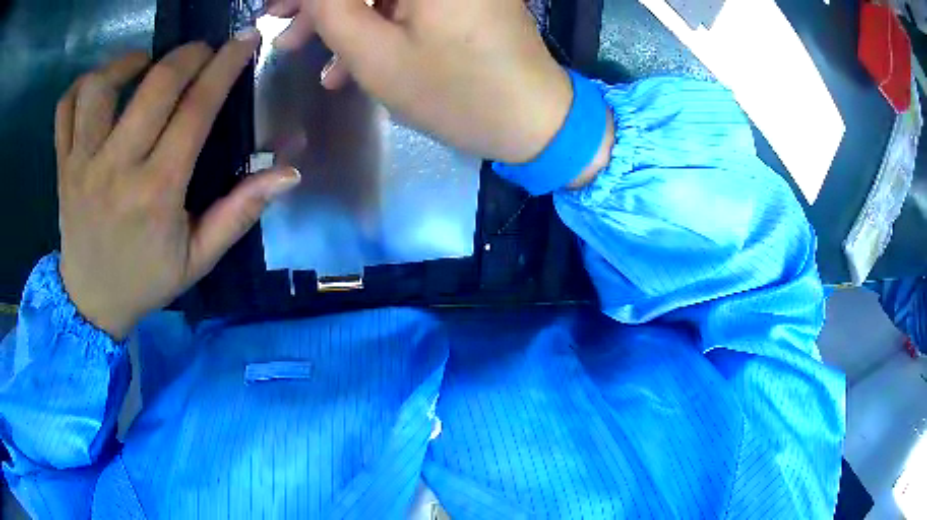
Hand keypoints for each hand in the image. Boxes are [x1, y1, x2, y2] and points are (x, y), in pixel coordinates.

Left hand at [56, 34, 300, 339]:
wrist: (91, 304)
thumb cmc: (146, 280)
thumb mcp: (198, 258)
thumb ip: (239, 214)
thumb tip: (287, 174)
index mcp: (156, 192)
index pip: (196, 110)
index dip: (224, 67)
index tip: (243, 41)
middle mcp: (116, 169)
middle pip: (155, 85)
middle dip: (188, 55)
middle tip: (201, 52)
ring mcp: (82, 164)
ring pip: (100, 87)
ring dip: (127, 62)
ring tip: (143, 65)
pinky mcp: (63, 165)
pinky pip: (65, 108)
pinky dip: (82, 85)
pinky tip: (100, 87)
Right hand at [267, 0, 572, 163]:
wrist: (533, 122)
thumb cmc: (457, 92)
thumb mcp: (376, 55)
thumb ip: (331, 9)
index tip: (276, 8)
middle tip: (278, 21)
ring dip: (338, 14)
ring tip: (298, 46)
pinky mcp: (459, 1)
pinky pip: (404, 5)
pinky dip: (372, 24)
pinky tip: (343, 62)